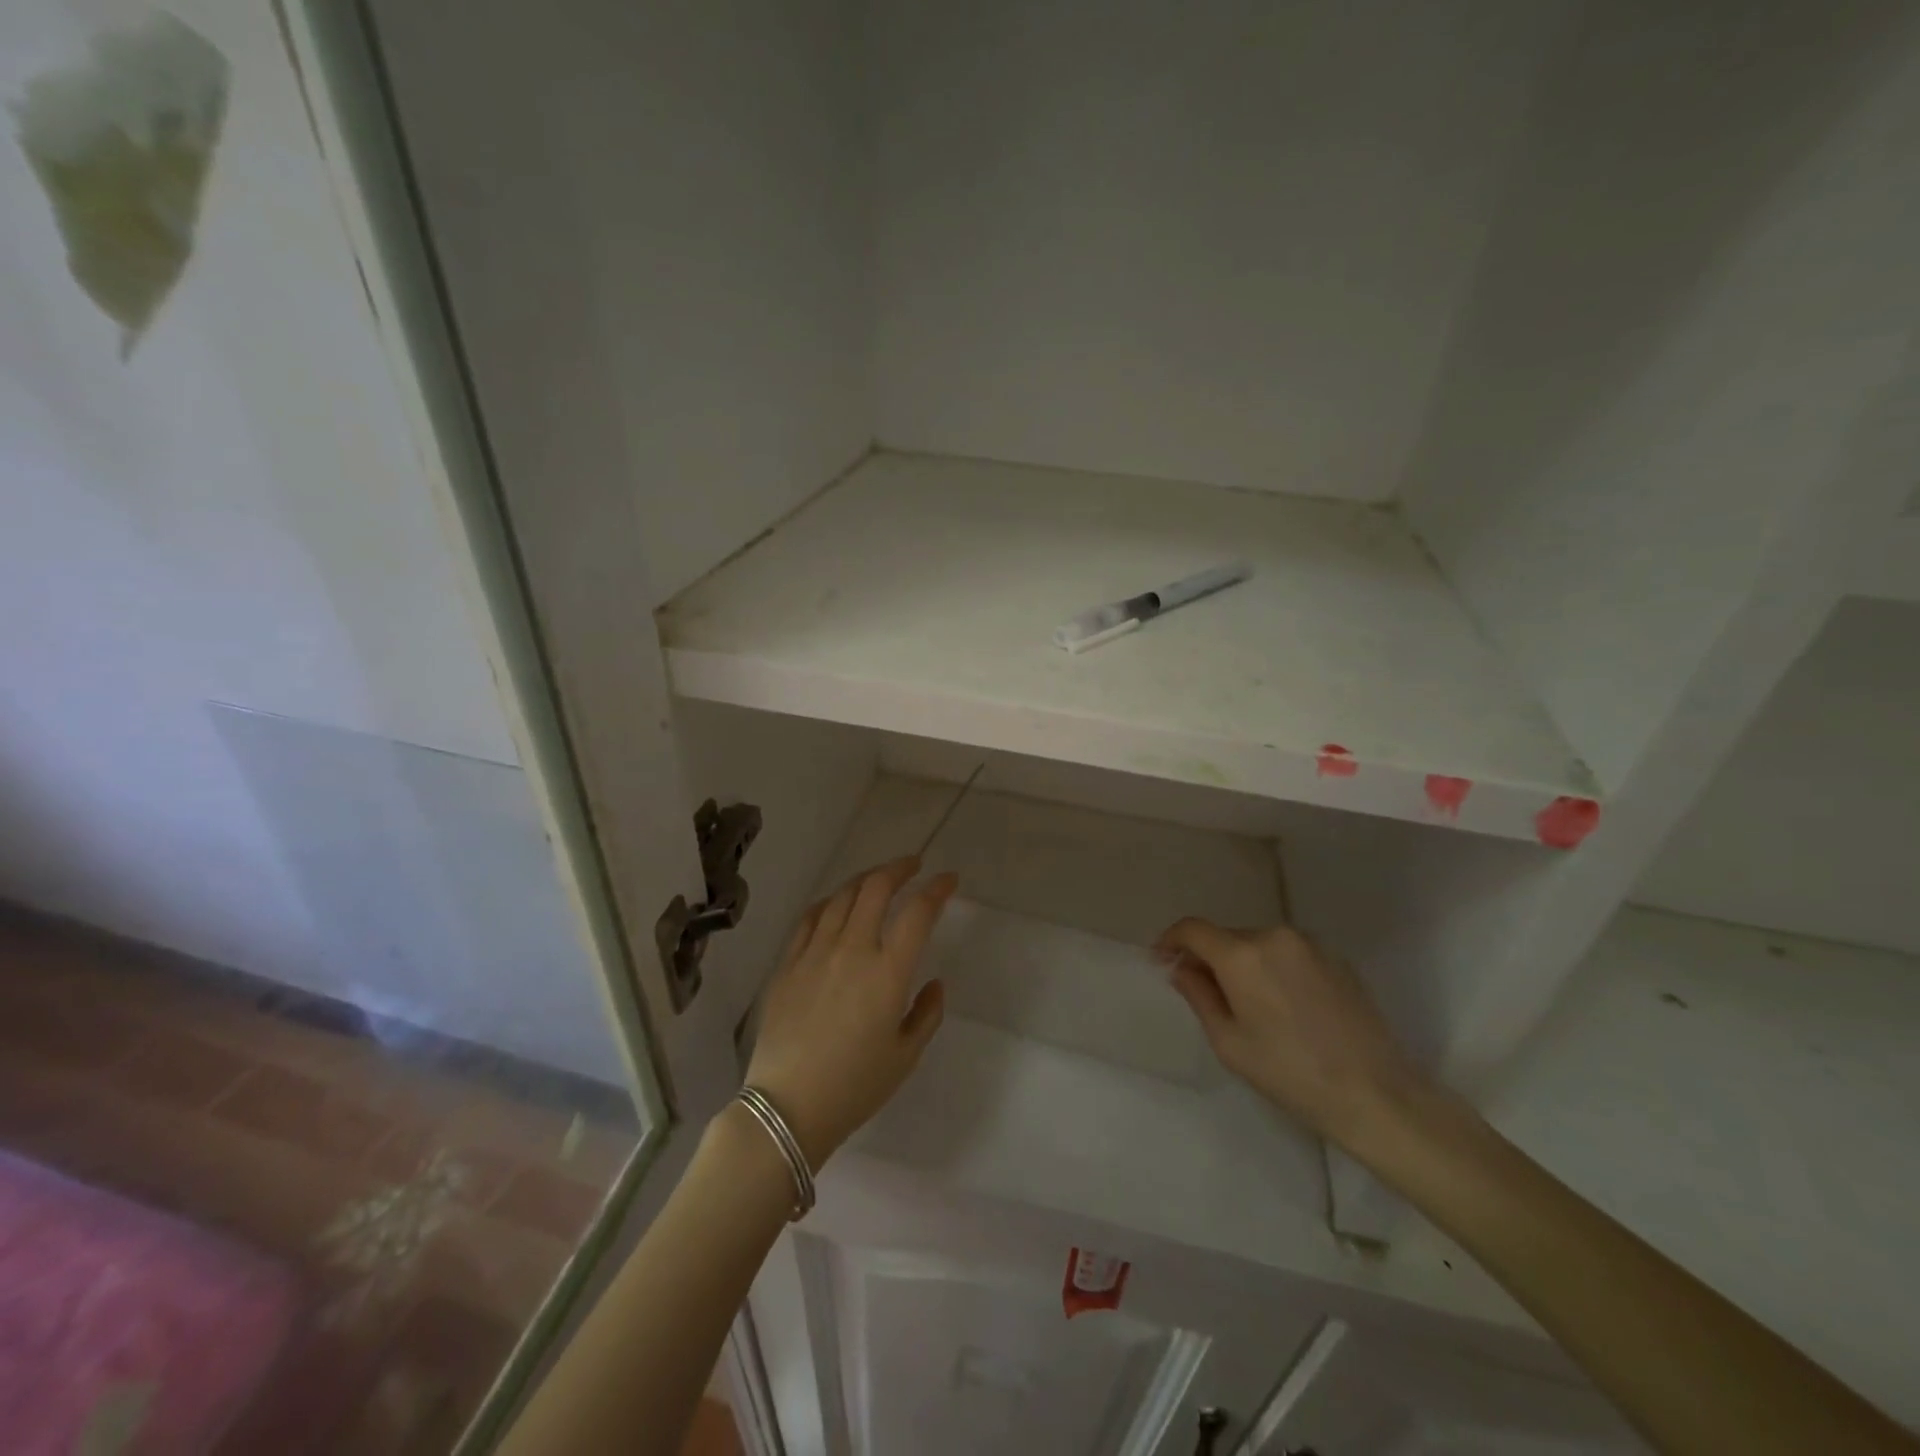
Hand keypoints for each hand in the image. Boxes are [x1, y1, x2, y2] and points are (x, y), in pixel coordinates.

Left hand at [744, 858, 956, 1167]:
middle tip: (914, 865)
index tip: (949, 880)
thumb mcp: (905, 1056)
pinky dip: (830, 901)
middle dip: (900, 868)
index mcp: (888, 971)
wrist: (787, 1106)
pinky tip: (836, 902)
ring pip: (842, 896)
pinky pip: (810, 917)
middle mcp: (852, 949)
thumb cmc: (854, 1086)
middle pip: (876, 888)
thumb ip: (927, 1013)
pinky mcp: (788, 963)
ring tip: (879, 878)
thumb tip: (934, 983)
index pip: (918, 912)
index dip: (937, 889)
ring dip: (865, 879)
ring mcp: (815, 952)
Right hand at [1156, 918, 1430, 1149]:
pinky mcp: (1337, 959)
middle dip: (1209, 957)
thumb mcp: (1229, 1042)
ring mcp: (1310, 945)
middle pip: (1227, 936)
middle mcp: (1274, 936)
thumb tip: (1181, 968)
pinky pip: (1289, 954)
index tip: (1162, 960)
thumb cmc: (1290, 1074)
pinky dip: (1275, 968)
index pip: (1193, 929)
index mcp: (1242, 955)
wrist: (1376, 1094)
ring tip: (1249, 1004)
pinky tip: (1284, 1006)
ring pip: (1259, 944)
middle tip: (1204, 991)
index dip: (1171, 940)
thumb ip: (1198, 995)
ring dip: (1244, 963)